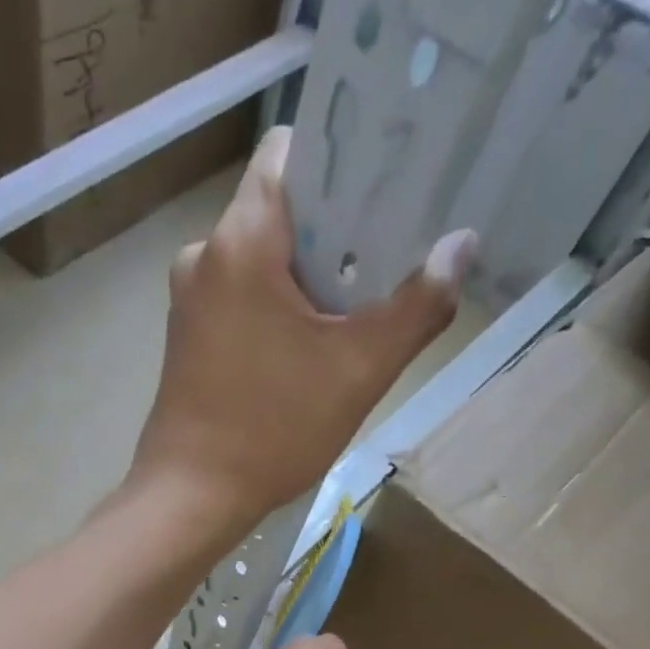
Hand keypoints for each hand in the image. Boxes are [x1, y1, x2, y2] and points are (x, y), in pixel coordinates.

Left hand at [130, 127, 476, 531]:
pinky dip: (278, 308)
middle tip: (391, 256)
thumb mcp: (359, 370)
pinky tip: (310, 346)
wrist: (190, 499)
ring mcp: (190, 301)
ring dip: (310, 276)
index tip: (390, 184)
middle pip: (283, 209)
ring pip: (263, 259)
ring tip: (357, 308)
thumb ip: (417, 305)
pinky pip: (242, 298)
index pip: (293, 150)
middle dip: (338, 228)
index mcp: (241, 239)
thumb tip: (462, 248)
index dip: (345, 155)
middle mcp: (205, 255)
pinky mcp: (187, 339)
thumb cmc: (271, 430)